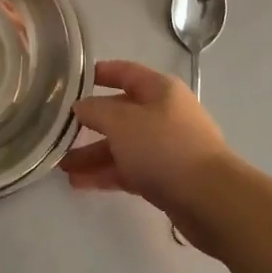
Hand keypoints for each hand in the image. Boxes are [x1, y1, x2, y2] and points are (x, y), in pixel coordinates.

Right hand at [60, 60, 235, 248]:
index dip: (100, 73)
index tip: (73, 81)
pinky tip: (81, 184)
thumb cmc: (164, 147)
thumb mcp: (121, 122)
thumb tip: (80, 107)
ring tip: (62, 166)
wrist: (211, 200)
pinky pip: (130, 170)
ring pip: (123, 145)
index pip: (125, 72)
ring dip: (93, 154)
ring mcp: (167, 147)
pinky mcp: (168, 178)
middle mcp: (164, 114)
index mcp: (159, 90)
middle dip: (90, 124)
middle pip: (121, 113)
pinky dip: (107, 174)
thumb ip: (95, 110)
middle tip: (60, 133)